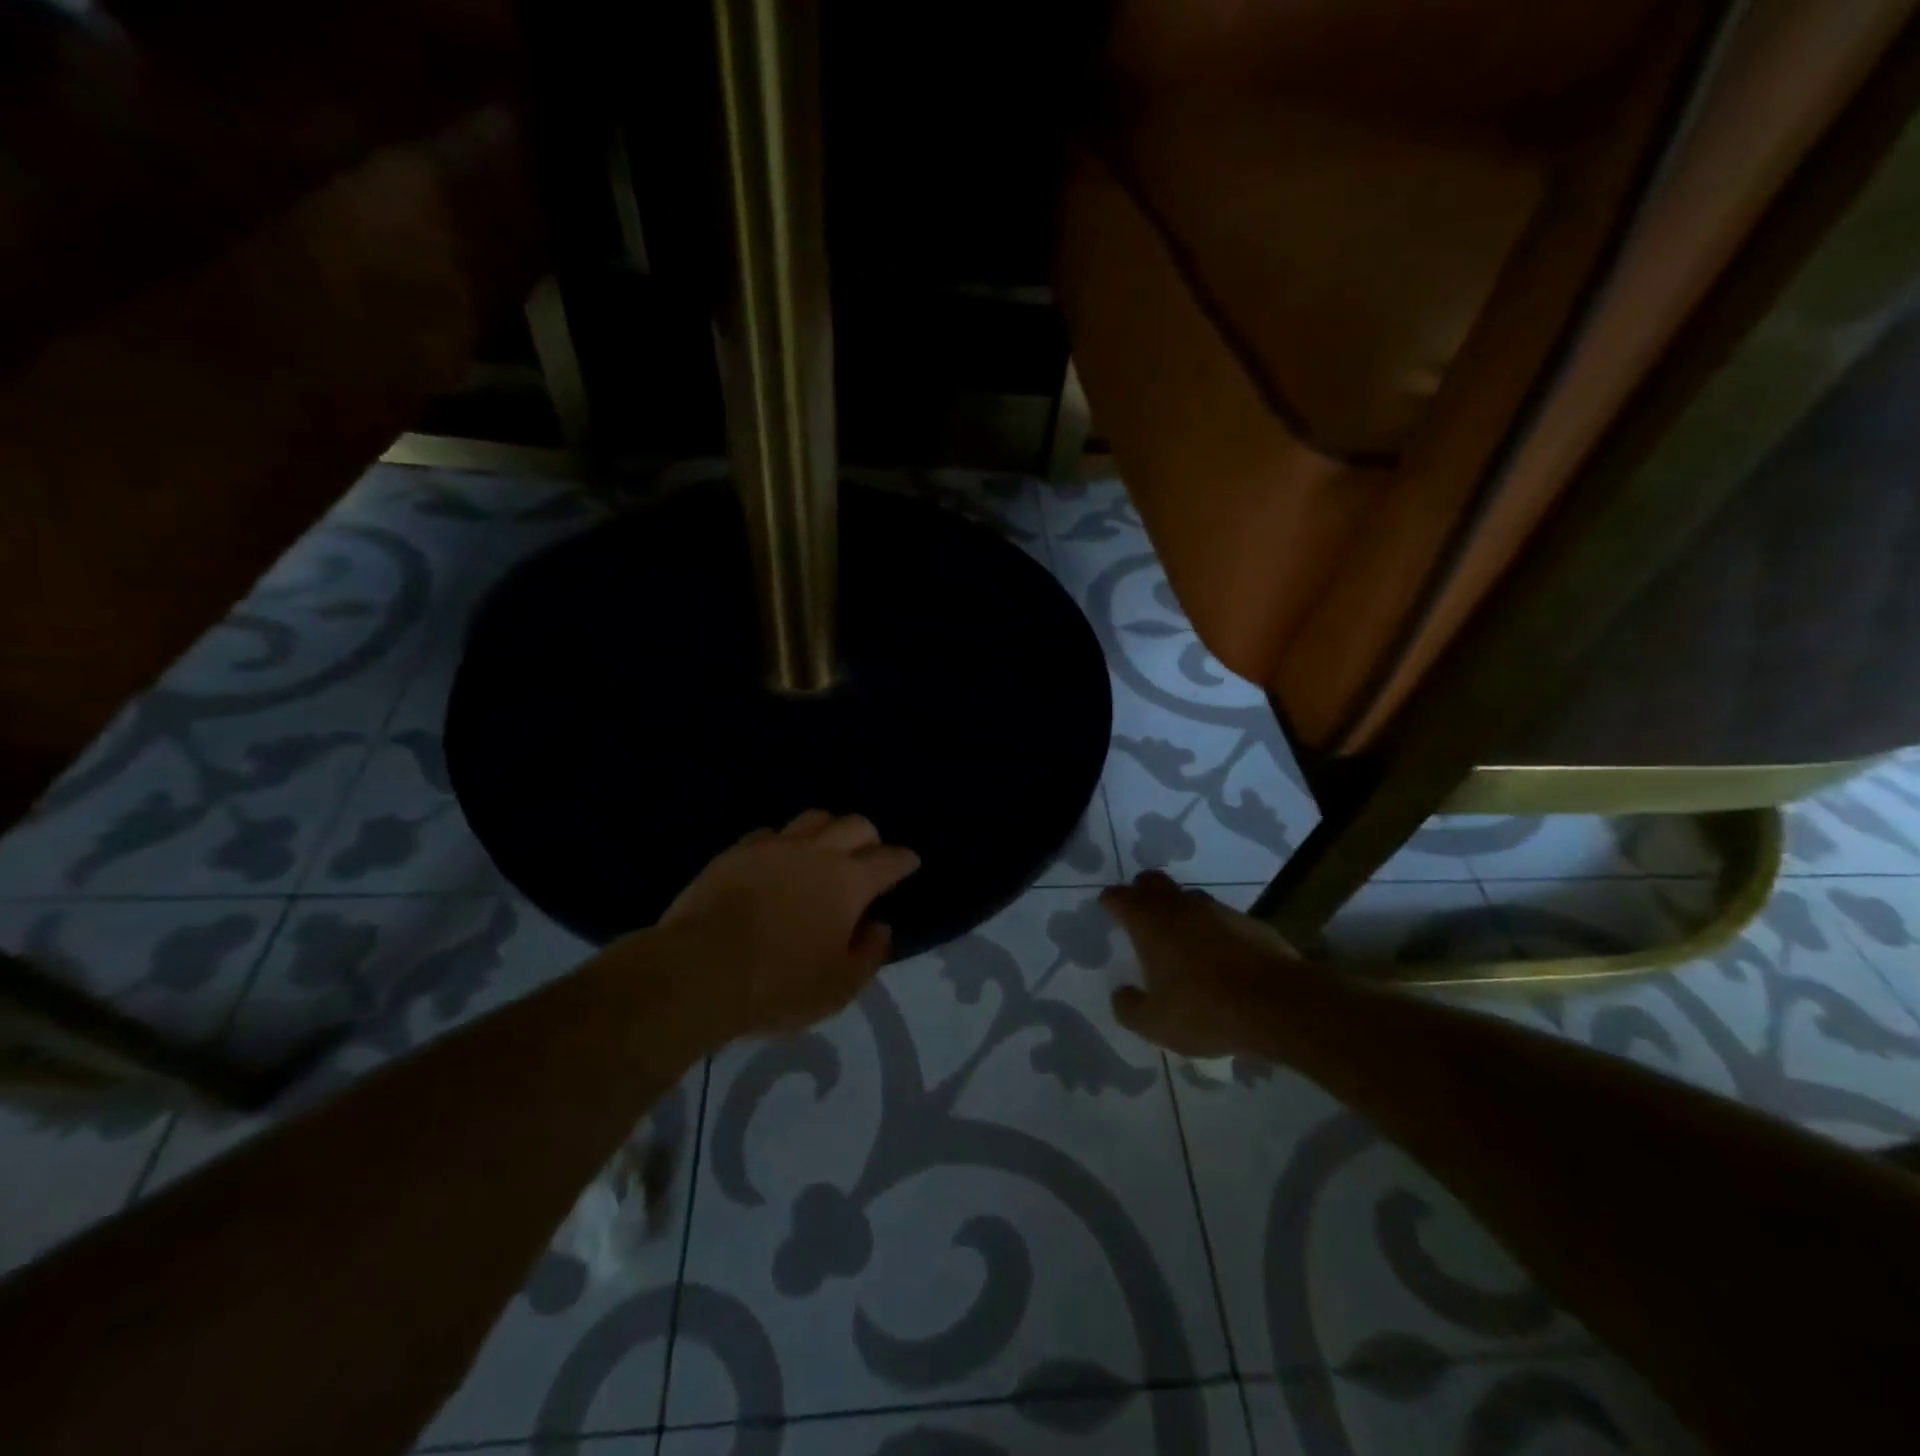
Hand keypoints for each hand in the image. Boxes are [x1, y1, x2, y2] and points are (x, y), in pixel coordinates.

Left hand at [661, 810, 920, 1036]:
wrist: (699, 971)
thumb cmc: (778, 985)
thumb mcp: (837, 988)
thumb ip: (868, 955)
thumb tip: (879, 927)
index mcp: (849, 882)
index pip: (889, 859)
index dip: (904, 861)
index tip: (910, 863)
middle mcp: (816, 852)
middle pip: (855, 825)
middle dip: (869, 838)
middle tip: (868, 857)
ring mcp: (774, 846)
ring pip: (813, 818)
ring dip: (828, 831)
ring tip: (824, 851)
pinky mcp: (737, 851)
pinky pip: (770, 833)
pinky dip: (784, 843)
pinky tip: (778, 861)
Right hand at [1101, 871, 1301, 1056]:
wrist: (1279, 1004)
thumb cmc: (1206, 1010)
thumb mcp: (1156, 1024)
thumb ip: (1130, 1008)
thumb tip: (1121, 993)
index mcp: (1150, 923)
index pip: (1121, 897)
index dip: (1111, 900)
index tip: (1107, 905)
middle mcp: (1180, 906)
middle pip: (1153, 882)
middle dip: (1141, 891)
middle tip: (1138, 909)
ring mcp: (1217, 910)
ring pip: (1187, 896)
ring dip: (1177, 908)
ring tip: (1177, 934)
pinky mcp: (1248, 922)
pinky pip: (1218, 916)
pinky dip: (1209, 927)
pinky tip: (1215, 951)